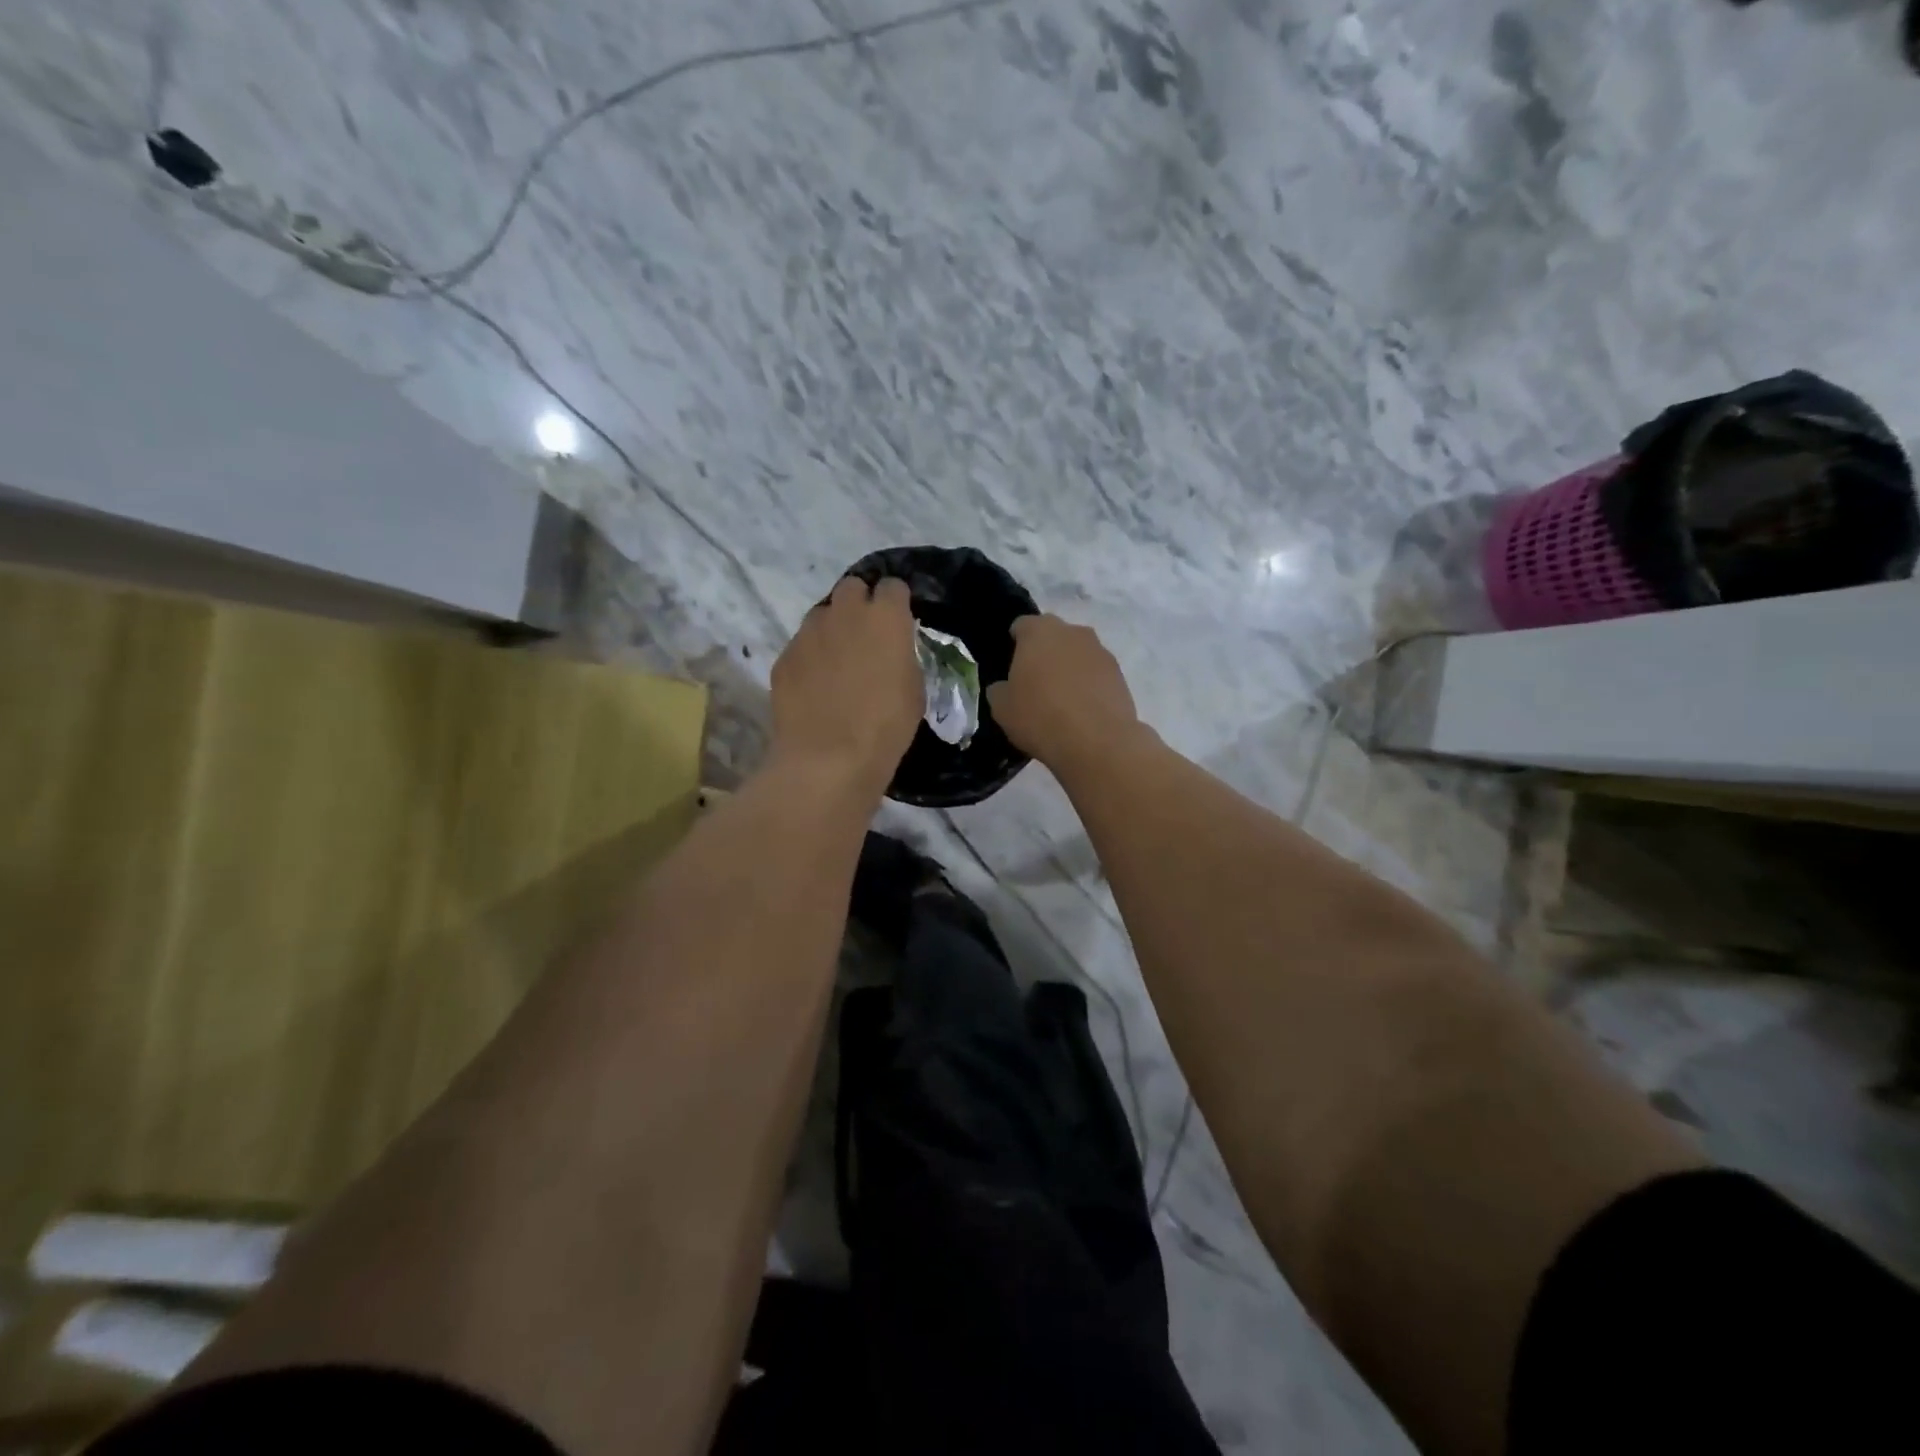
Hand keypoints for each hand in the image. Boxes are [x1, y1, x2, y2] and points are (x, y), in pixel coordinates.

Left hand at [771, 576, 922, 792]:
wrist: (828, 758)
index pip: (892, 586)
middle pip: (852, 587)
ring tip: (838, 662)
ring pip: (822, 614)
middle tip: (867, 636)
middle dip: (860, 604)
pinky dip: (810, 657)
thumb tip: (891, 650)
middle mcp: (845, 613)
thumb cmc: (885, 726)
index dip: (896, 603)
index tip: (899, 623)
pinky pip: (801, 645)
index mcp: (885, 617)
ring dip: (833, 629)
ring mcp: (809, 632)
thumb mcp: (913, 689)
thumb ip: (902, 656)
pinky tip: (815, 686)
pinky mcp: (785, 656)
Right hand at [986, 615, 1142, 771]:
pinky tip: (1081, 712)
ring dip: (1069, 669)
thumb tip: (1005, 687)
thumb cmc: (1040, 717)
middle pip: (1053, 636)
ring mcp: (1101, 652)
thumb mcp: (1001, 708)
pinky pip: (1096, 674)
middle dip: (1044, 654)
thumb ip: (999, 689)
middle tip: (1034, 684)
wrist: (1097, 742)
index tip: (1011, 668)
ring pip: (1078, 654)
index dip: (1015, 644)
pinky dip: (1088, 686)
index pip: (1022, 625)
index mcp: (1039, 631)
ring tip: (1061, 702)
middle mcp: (1073, 632)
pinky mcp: (1120, 675)